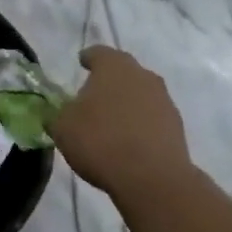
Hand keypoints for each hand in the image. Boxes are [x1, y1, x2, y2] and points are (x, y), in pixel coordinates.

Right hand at [53, 46, 190, 204]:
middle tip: (94, 95)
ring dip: (127, 102)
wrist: (153, 178)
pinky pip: (153, 117)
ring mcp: (163, 99)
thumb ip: (56, 115)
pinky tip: (130, 141)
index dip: (88, 58)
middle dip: (109, 80)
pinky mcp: (177, 126)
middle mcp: (141, 74)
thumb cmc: (100, 141)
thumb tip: (55, 113)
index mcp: (113, 66)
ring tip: (112, 122)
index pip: (98, 53)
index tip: (81, 64)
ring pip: (140, 93)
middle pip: (123, 71)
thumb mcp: (62, 128)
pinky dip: (141, 123)